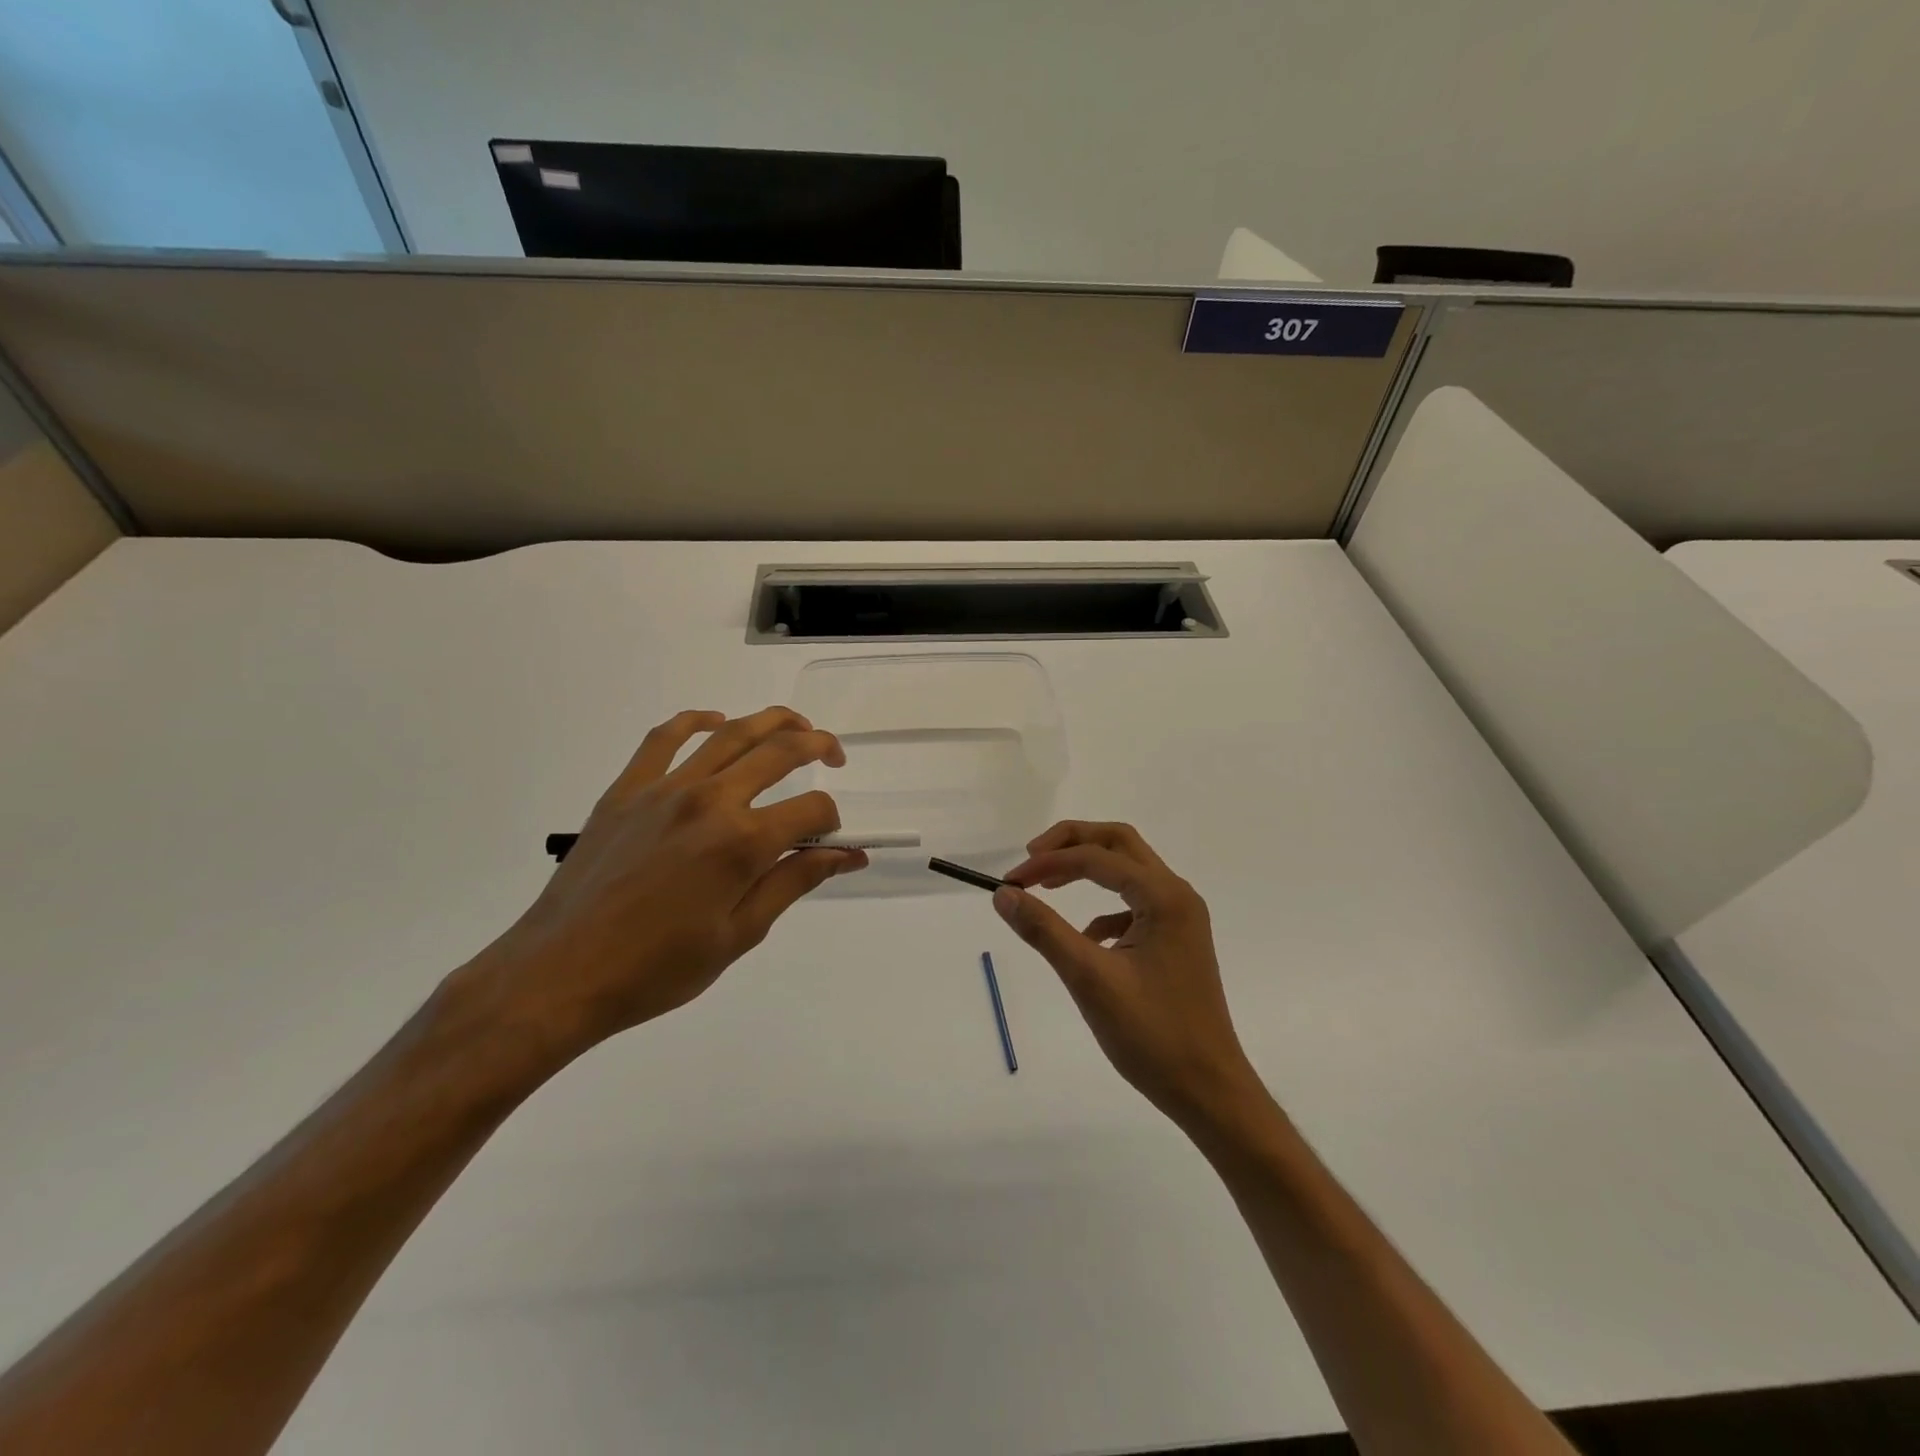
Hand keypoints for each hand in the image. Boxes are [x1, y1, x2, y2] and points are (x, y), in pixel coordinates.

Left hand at [459, 707, 866, 1060]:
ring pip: (731, 734)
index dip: (832, 821)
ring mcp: (665, 788)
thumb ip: (794, 882)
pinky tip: (715, 722)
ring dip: (773, 722)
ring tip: (796, 726)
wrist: (561, 974)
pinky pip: (664, 738)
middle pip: (780, 752)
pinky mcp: (627, 789)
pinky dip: (695, 721)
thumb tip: (847, 855)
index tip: (832, 841)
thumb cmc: (657, 968)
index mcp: (742, 842)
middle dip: (818, 746)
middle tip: (834, 756)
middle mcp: (710, 800)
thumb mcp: (739, 934)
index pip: (812, 809)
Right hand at [994, 821, 1259, 1126]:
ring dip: (1088, 868)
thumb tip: (1004, 895)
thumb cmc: (1152, 1035)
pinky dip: (1104, 906)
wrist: (1209, 1091)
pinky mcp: (1177, 941)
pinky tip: (1086, 938)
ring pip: (1129, 870)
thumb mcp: (1089, 979)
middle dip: (1072, 843)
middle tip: (1031, 858)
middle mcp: (1177, 896)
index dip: (1049, 863)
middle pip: (1120, 844)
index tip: (1010, 882)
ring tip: (1048, 885)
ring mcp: (1181, 918)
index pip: (1097, 857)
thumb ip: (1044, 931)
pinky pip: (1135, 904)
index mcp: (1163, 897)